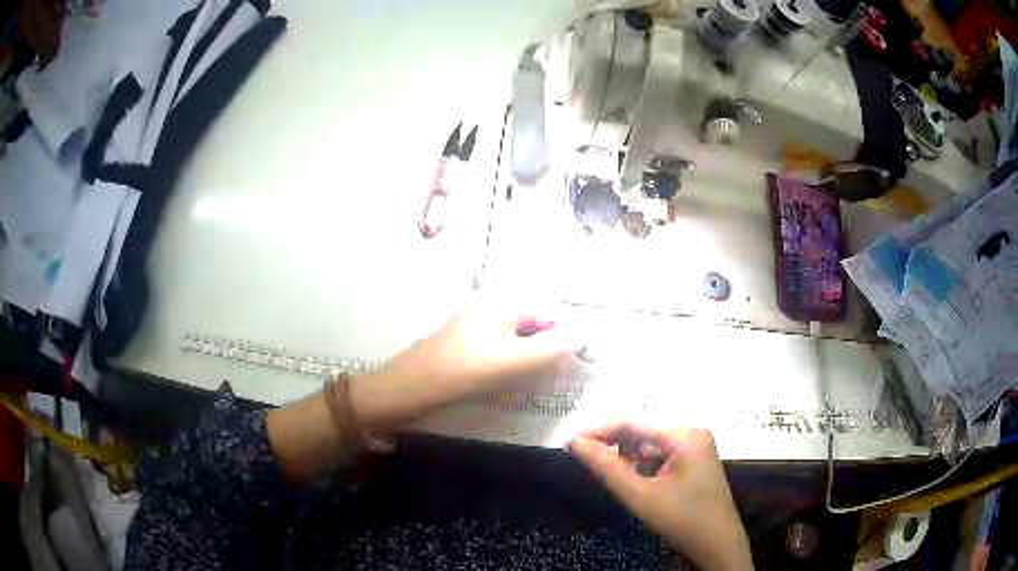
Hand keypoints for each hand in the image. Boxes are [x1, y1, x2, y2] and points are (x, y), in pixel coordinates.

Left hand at [351, 305, 578, 426]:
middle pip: (535, 326)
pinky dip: (512, 366)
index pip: (551, 313)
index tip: (579, 364)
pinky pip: (501, 353)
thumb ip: (553, 348)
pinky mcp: (466, 346)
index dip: (568, 337)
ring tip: (537, 383)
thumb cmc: (462, 372)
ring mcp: (476, 326)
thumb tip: (584, 336)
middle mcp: (491, 307)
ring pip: (518, 341)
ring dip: (532, 361)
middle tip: (558, 378)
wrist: (406, 389)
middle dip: (550, 351)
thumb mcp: (514, 361)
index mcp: (503, 302)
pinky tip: (511, 384)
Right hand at [569, 424, 752, 570]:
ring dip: (626, 458)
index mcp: (684, 434)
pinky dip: (641, 466)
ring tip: (604, 471)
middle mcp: (691, 432)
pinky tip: (631, 480)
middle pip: (641, 433)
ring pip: (648, 446)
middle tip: (583, 459)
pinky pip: (659, 456)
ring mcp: (694, 446)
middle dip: (613, 446)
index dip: (599, 432)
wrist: (718, 544)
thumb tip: (574, 442)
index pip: (633, 425)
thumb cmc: (682, 519)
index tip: (569, 442)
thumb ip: (607, 468)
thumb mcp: (640, 496)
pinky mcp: (693, 460)